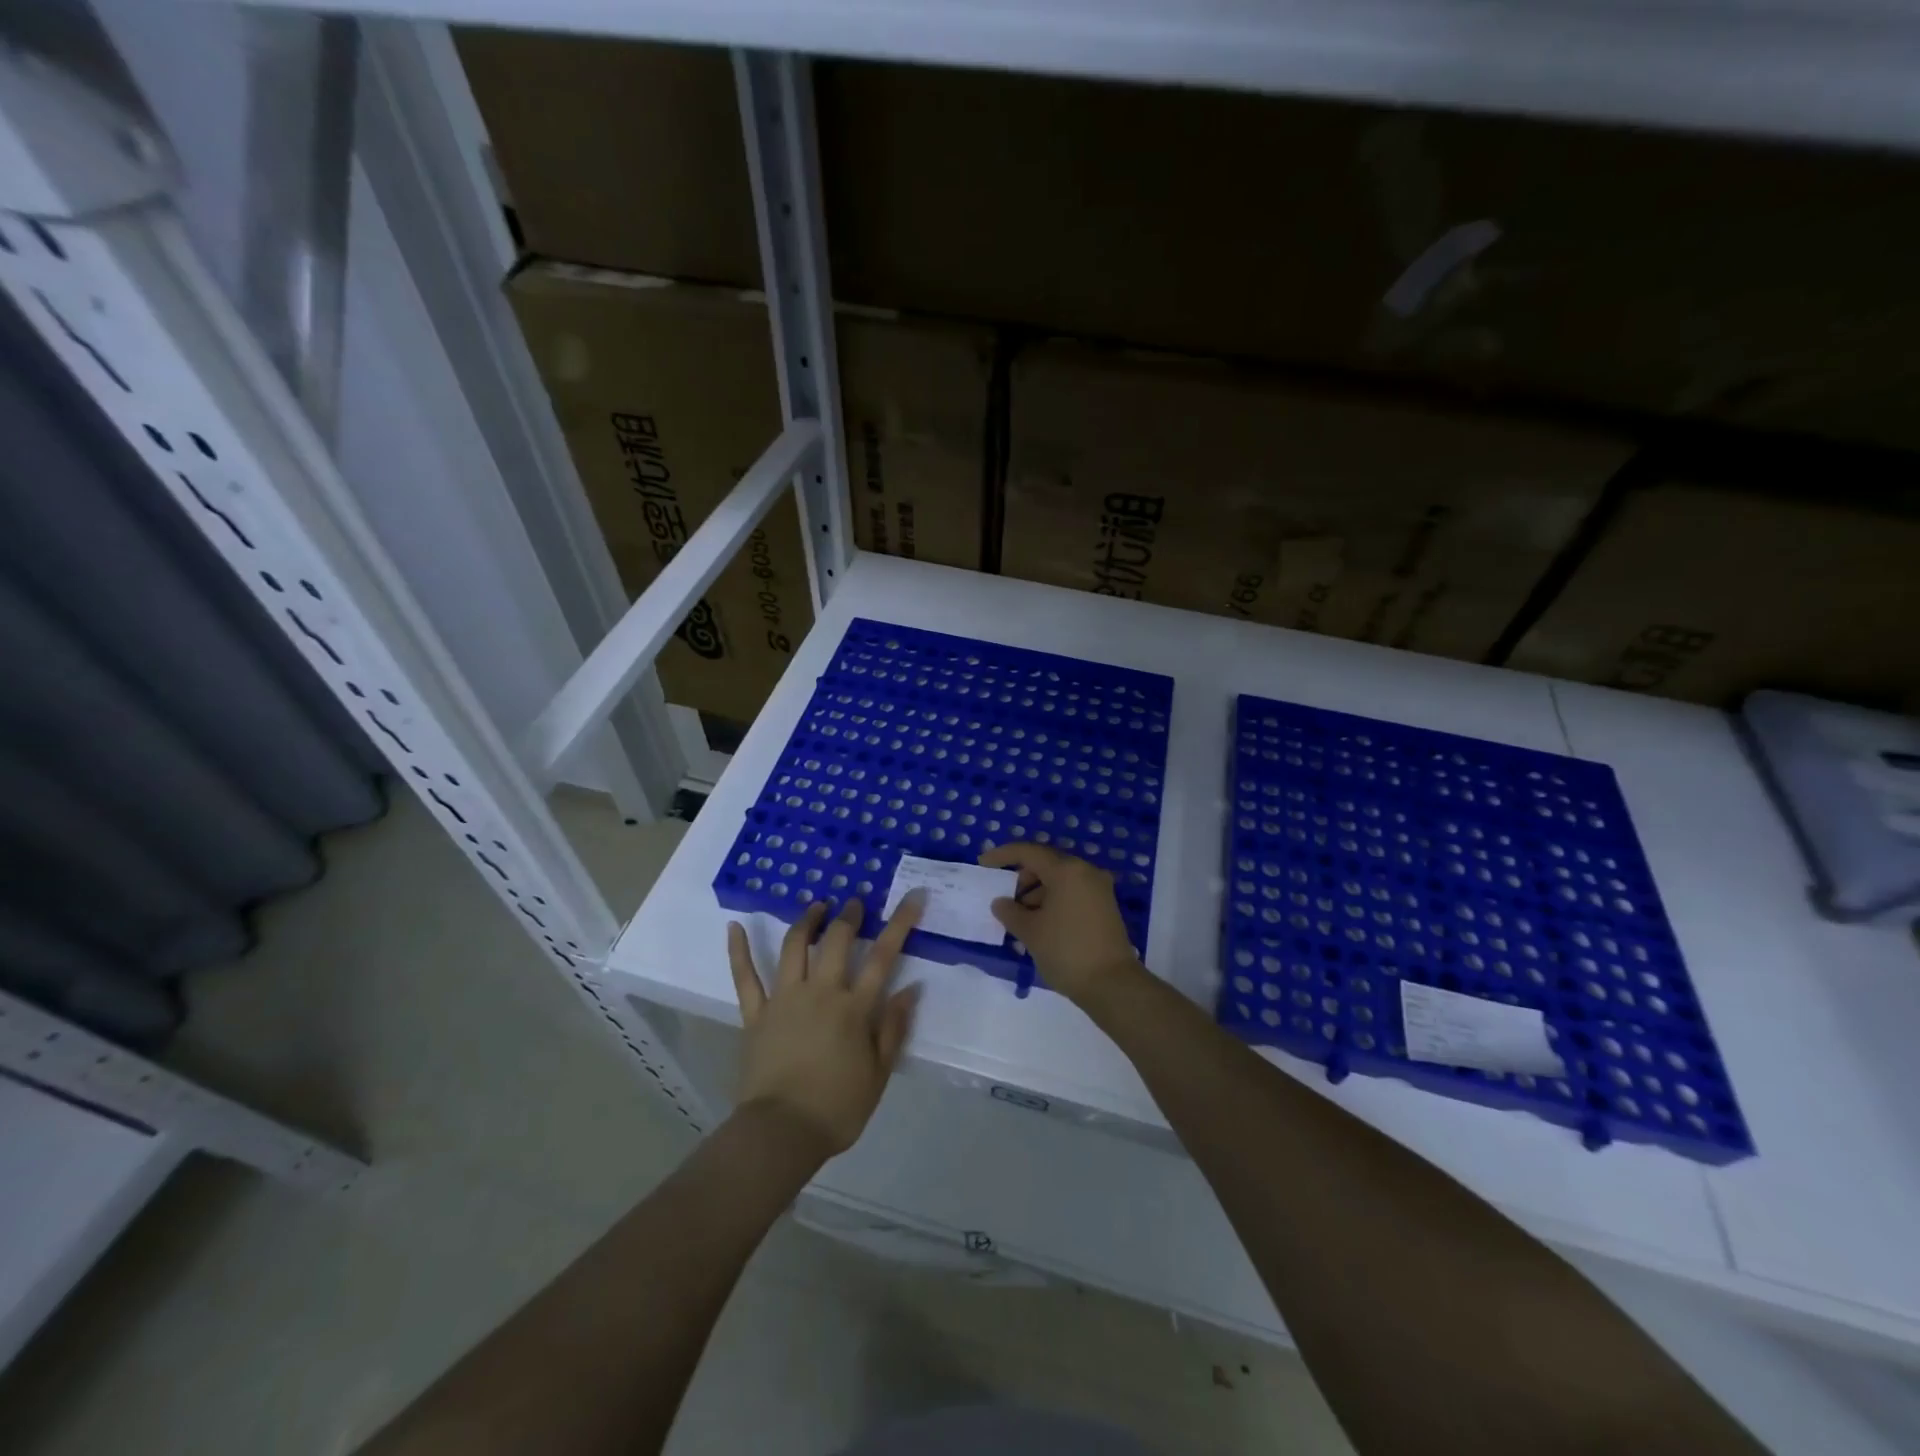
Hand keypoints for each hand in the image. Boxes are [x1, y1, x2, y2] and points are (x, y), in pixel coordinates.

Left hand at [726, 896, 921, 1159]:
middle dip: (849, 915)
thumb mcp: (879, 1074)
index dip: (900, 923)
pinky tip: (734, 926)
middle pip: (837, 941)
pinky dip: (738, 950)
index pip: (883, 956)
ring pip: (795, 947)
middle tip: (855, 902)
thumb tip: (910, 989)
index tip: (913, 896)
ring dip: (807, 921)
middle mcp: (820, 992)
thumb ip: (893, 1029)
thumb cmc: (837, 1108)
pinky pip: (745, 977)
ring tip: (817, 906)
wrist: (781, 1132)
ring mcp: (784, 999)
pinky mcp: (755, 1014)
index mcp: (854, 1008)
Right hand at [979, 843, 1146, 1005]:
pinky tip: (1039, 925)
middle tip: (1004, 899)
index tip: (983, 864)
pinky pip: (1071, 894)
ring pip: (1059, 881)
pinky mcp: (1104, 907)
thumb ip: (1010, 912)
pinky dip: (1052, 902)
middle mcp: (1086, 872)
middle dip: (1021, 878)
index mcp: (1067, 870)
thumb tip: (1001, 903)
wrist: (1112, 985)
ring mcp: (1098, 889)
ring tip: (1019, 920)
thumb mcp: (1030, 932)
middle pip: (1046, 864)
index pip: (1029, 852)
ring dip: (1036, 893)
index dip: (1003, 855)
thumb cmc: (1066, 950)